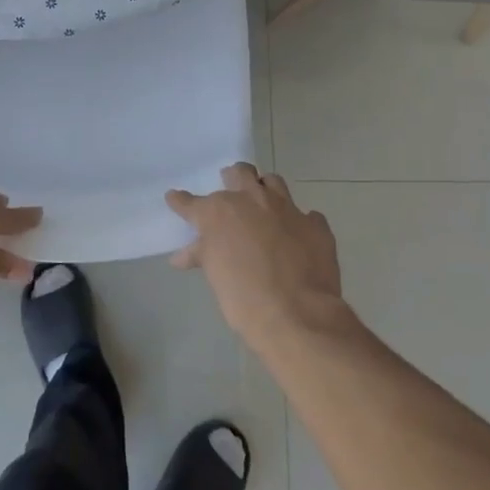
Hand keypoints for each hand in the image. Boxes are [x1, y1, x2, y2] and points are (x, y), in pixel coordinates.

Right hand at [167, 164, 351, 355]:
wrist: (297, 315)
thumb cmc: (243, 298)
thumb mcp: (215, 276)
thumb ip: (201, 256)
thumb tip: (182, 256)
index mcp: (220, 211)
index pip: (191, 202)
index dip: (181, 201)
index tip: (175, 198)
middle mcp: (252, 200)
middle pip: (240, 173)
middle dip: (233, 178)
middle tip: (231, 189)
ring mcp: (287, 208)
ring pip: (273, 182)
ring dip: (266, 189)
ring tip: (264, 204)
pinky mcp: (315, 225)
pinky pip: (306, 215)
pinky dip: (299, 223)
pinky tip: (297, 236)